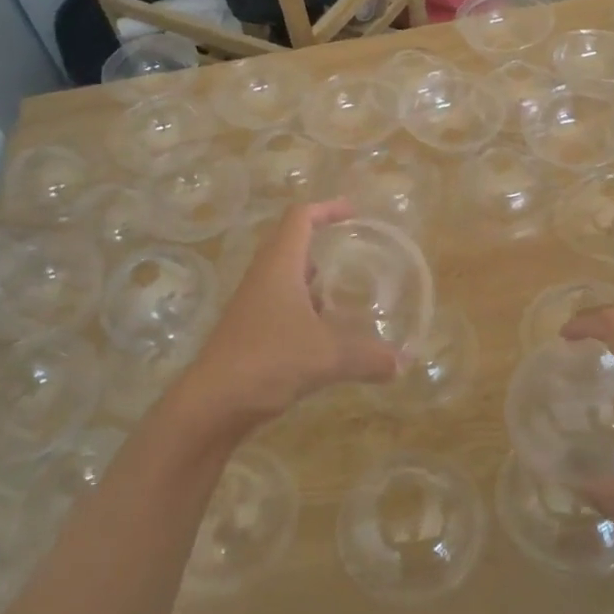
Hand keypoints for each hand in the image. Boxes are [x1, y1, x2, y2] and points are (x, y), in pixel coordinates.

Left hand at [166, 202, 398, 441]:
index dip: (327, 209)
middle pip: (290, 243)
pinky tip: (325, 333)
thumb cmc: (268, 361)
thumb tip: (402, 363)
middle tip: (353, 250)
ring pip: (285, 278)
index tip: (353, 213)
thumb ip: (368, 356)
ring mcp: (253, 306)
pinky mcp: (249, 332)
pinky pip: (281, 306)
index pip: (300, 218)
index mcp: (279, 266)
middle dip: (321, 241)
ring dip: (312, 278)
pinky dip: (305, 309)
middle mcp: (263, 278)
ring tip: (344, 290)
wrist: (212, 404)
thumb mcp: (327, 356)